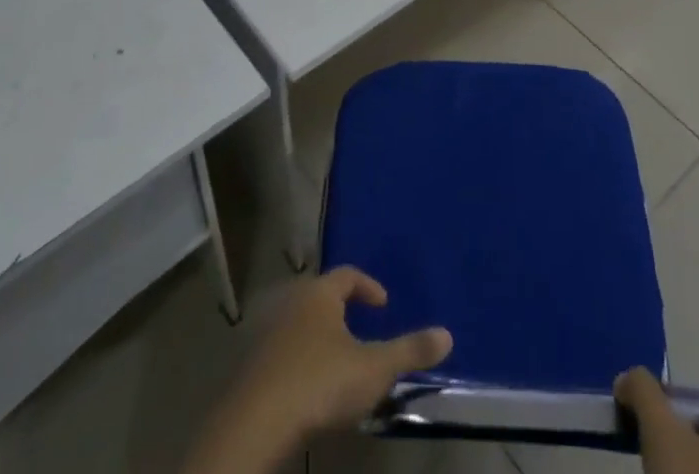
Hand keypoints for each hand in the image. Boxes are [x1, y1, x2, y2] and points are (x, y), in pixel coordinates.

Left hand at [183, 267, 451, 472]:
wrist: (256, 422)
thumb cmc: (320, 383)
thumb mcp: (373, 369)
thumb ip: (410, 351)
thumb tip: (448, 334)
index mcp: (320, 293)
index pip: (347, 275)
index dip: (368, 287)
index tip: (383, 305)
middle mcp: (291, 301)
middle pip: (319, 296)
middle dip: (340, 310)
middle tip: (359, 330)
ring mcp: (266, 331)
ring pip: (297, 323)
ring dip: (316, 336)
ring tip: (335, 362)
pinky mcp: (250, 363)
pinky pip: (279, 350)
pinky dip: (296, 360)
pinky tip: (306, 387)